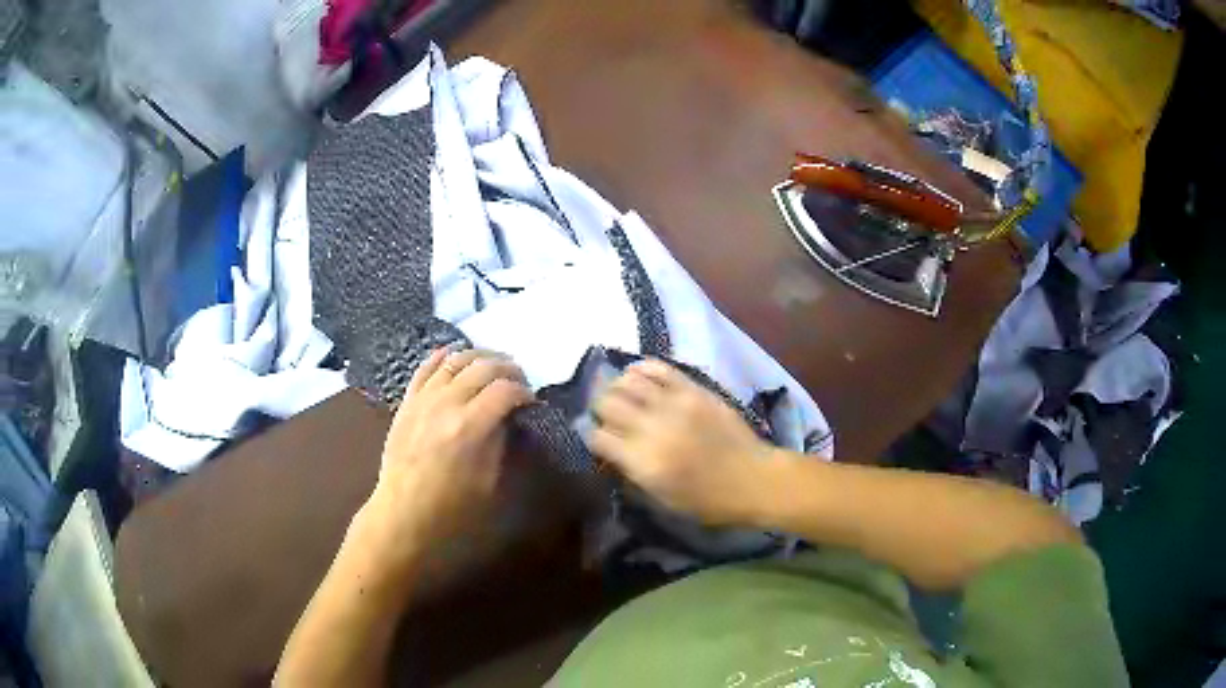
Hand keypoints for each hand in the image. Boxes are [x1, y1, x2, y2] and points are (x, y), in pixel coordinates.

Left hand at [357, 348, 533, 572]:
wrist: (403, 513)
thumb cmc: (452, 508)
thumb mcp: (490, 484)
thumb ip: (502, 444)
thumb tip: (511, 419)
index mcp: (471, 426)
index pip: (506, 390)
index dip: (525, 392)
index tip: (533, 403)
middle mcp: (447, 403)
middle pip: (484, 366)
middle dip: (509, 370)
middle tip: (520, 383)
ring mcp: (424, 398)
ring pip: (456, 359)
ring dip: (481, 357)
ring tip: (494, 367)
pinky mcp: (408, 401)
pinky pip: (426, 367)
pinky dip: (443, 356)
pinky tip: (455, 355)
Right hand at [589, 359, 781, 525]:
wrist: (753, 479)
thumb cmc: (708, 501)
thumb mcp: (662, 500)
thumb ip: (632, 473)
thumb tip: (611, 451)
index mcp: (644, 462)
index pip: (599, 437)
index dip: (594, 437)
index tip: (600, 440)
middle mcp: (653, 428)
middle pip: (607, 403)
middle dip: (601, 409)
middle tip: (607, 416)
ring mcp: (674, 404)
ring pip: (627, 381)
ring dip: (618, 387)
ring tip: (622, 395)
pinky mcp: (693, 389)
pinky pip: (658, 367)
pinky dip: (642, 369)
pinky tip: (639, 376)